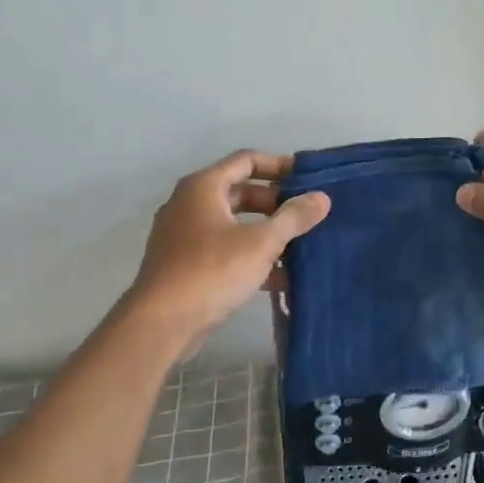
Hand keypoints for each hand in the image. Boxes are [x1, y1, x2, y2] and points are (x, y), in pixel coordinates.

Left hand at [125, 150, 330, 344]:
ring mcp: (184, 236)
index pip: (246, 161)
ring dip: (266, 234)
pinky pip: (224, 251)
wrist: (162, 322)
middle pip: (240, 193)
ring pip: (233, 225)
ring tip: (300, 248)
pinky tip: (280, 279)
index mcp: (203, 187)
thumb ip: (293, 218)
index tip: (308, 179)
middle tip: (307, 217)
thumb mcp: (261, 242)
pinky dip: (250, 258)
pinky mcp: (185, 265)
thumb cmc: (212, 271)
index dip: (279, 166)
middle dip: (276, 205)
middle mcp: (189, 204)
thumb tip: (322, 197)